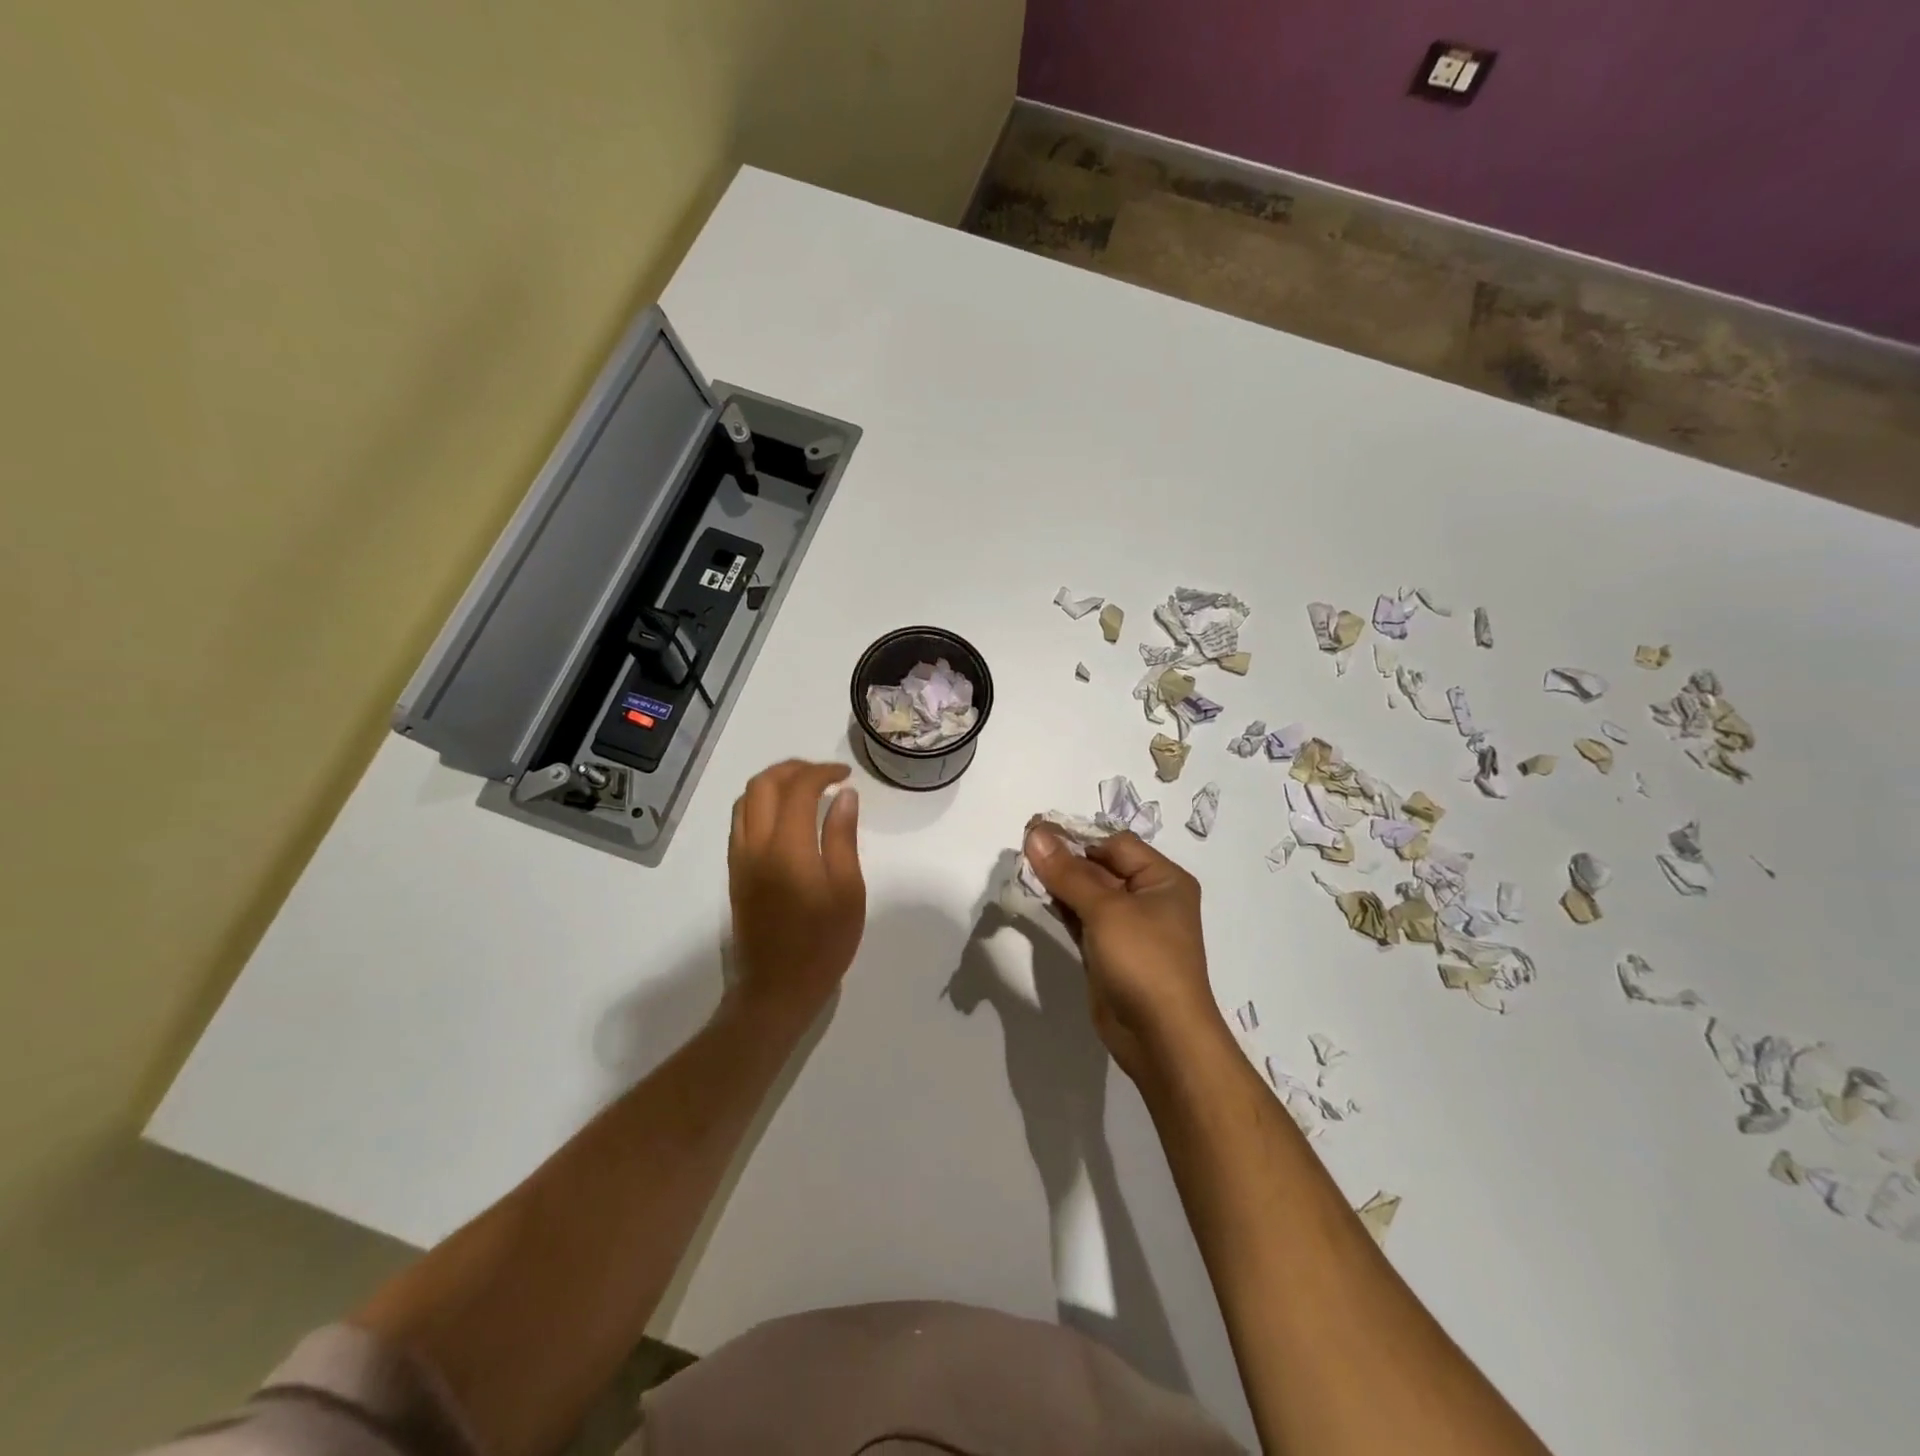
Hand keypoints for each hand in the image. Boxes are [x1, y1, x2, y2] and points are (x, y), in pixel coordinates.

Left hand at [727, 760, 865, 1023]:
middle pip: (763, 784)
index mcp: (788, 847)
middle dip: (794, 768)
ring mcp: (740, 858)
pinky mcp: (735, 872)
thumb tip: (844, 796)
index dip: (822, 772)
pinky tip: (785, 816)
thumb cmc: (823, 943)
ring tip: (805, 789)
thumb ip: (843, 838)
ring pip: (746, 799)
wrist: (777, 989)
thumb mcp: (848, 891)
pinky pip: (741, 821)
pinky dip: (761, 803)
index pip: (798, 788)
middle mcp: (756, 844)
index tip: (845, 775)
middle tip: (825, 775)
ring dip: (773, 783)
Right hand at [1020, 826, 1220, 1081]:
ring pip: (1088, 894)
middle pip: (1100, 867)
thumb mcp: (1105, 910)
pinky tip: (1037, 898)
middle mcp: (1148, 898)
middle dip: (1064, 859)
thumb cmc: (1143, 961)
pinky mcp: (1109, 952)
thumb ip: (1067, 872)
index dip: (1078, 837)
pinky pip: (1083, 919)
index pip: (1115, 844)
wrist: (1160, 1037)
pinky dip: (1062, 908)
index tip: (1036, 832)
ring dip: (1059, 883)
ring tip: (1023, 869)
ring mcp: (1129, 928)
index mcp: (1162, 879)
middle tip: (1023, 850)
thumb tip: (1035, 833)